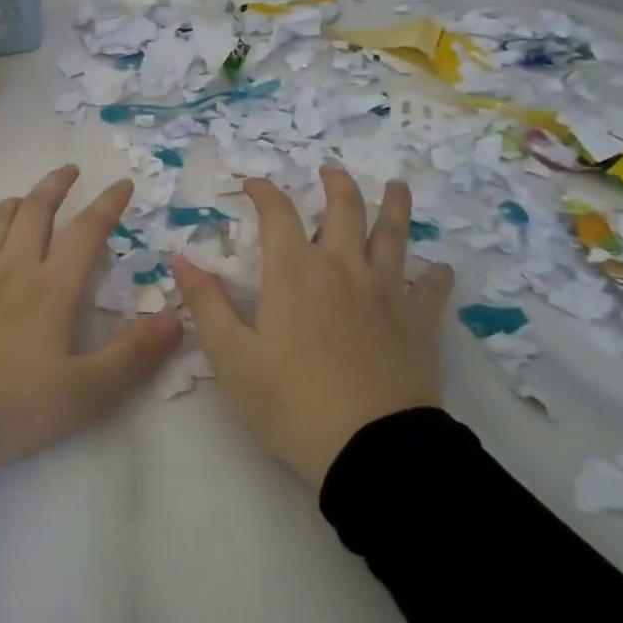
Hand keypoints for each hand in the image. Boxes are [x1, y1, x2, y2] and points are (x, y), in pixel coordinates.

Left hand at [0, 165, 181, 468]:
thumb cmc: (11, 406)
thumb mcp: (86, 393)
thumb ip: (133, 355)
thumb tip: (175, 317)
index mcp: (52, 289)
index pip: (87, 232)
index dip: (108, 204)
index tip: (123, 183)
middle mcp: (13, 271)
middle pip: (36, 211)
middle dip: (56, 185)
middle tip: (71, 170)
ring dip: (15, 203)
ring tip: (27, 200)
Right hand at [174, 165, 455, 490]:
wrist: (371, 452)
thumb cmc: (291, 404)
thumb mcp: (232, 358)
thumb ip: (206, 304)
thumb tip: (181, 259)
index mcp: (294, 273)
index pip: (278, 214)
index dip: (264, 192)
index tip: (254, 183)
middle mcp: (342, 268)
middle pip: (344, 210)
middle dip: (336, 184)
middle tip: (331, 170)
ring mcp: (386, 292)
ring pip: (393, 235)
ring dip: (393, 206)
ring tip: (396, 186)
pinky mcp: (418, 322)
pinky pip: (431, 288)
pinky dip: (436, 275)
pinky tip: (441, 268)